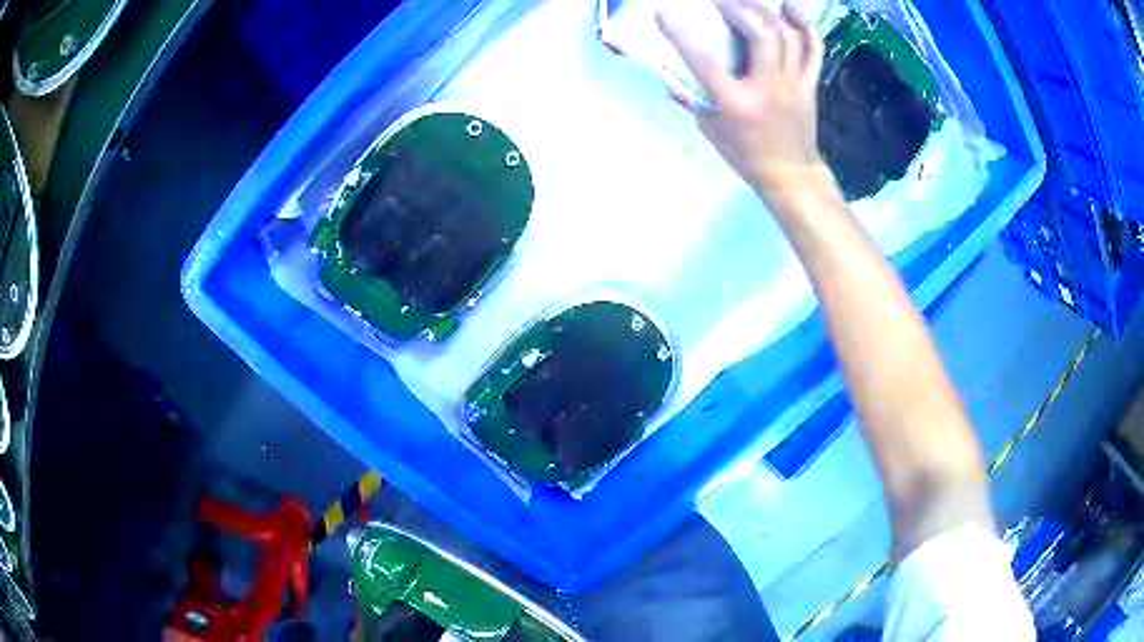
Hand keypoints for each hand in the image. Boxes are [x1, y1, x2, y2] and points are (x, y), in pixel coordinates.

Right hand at [659, 0, 827, 197]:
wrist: (791, 176)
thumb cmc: (748, 157)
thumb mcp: (711, 131)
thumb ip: (695, 101)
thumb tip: (678, 78)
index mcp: (737, 102)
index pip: (705, 61)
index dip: (681, 35)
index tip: (665, 14)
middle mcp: (768, 87)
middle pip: (760, 34)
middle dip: (739, 8)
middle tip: (721, 1)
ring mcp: (794, 83)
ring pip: (787, 35)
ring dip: (767, 11)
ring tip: (750, 0)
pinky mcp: (809, 84)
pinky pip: (813, 49)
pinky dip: (805, 26)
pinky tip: (792, 10)